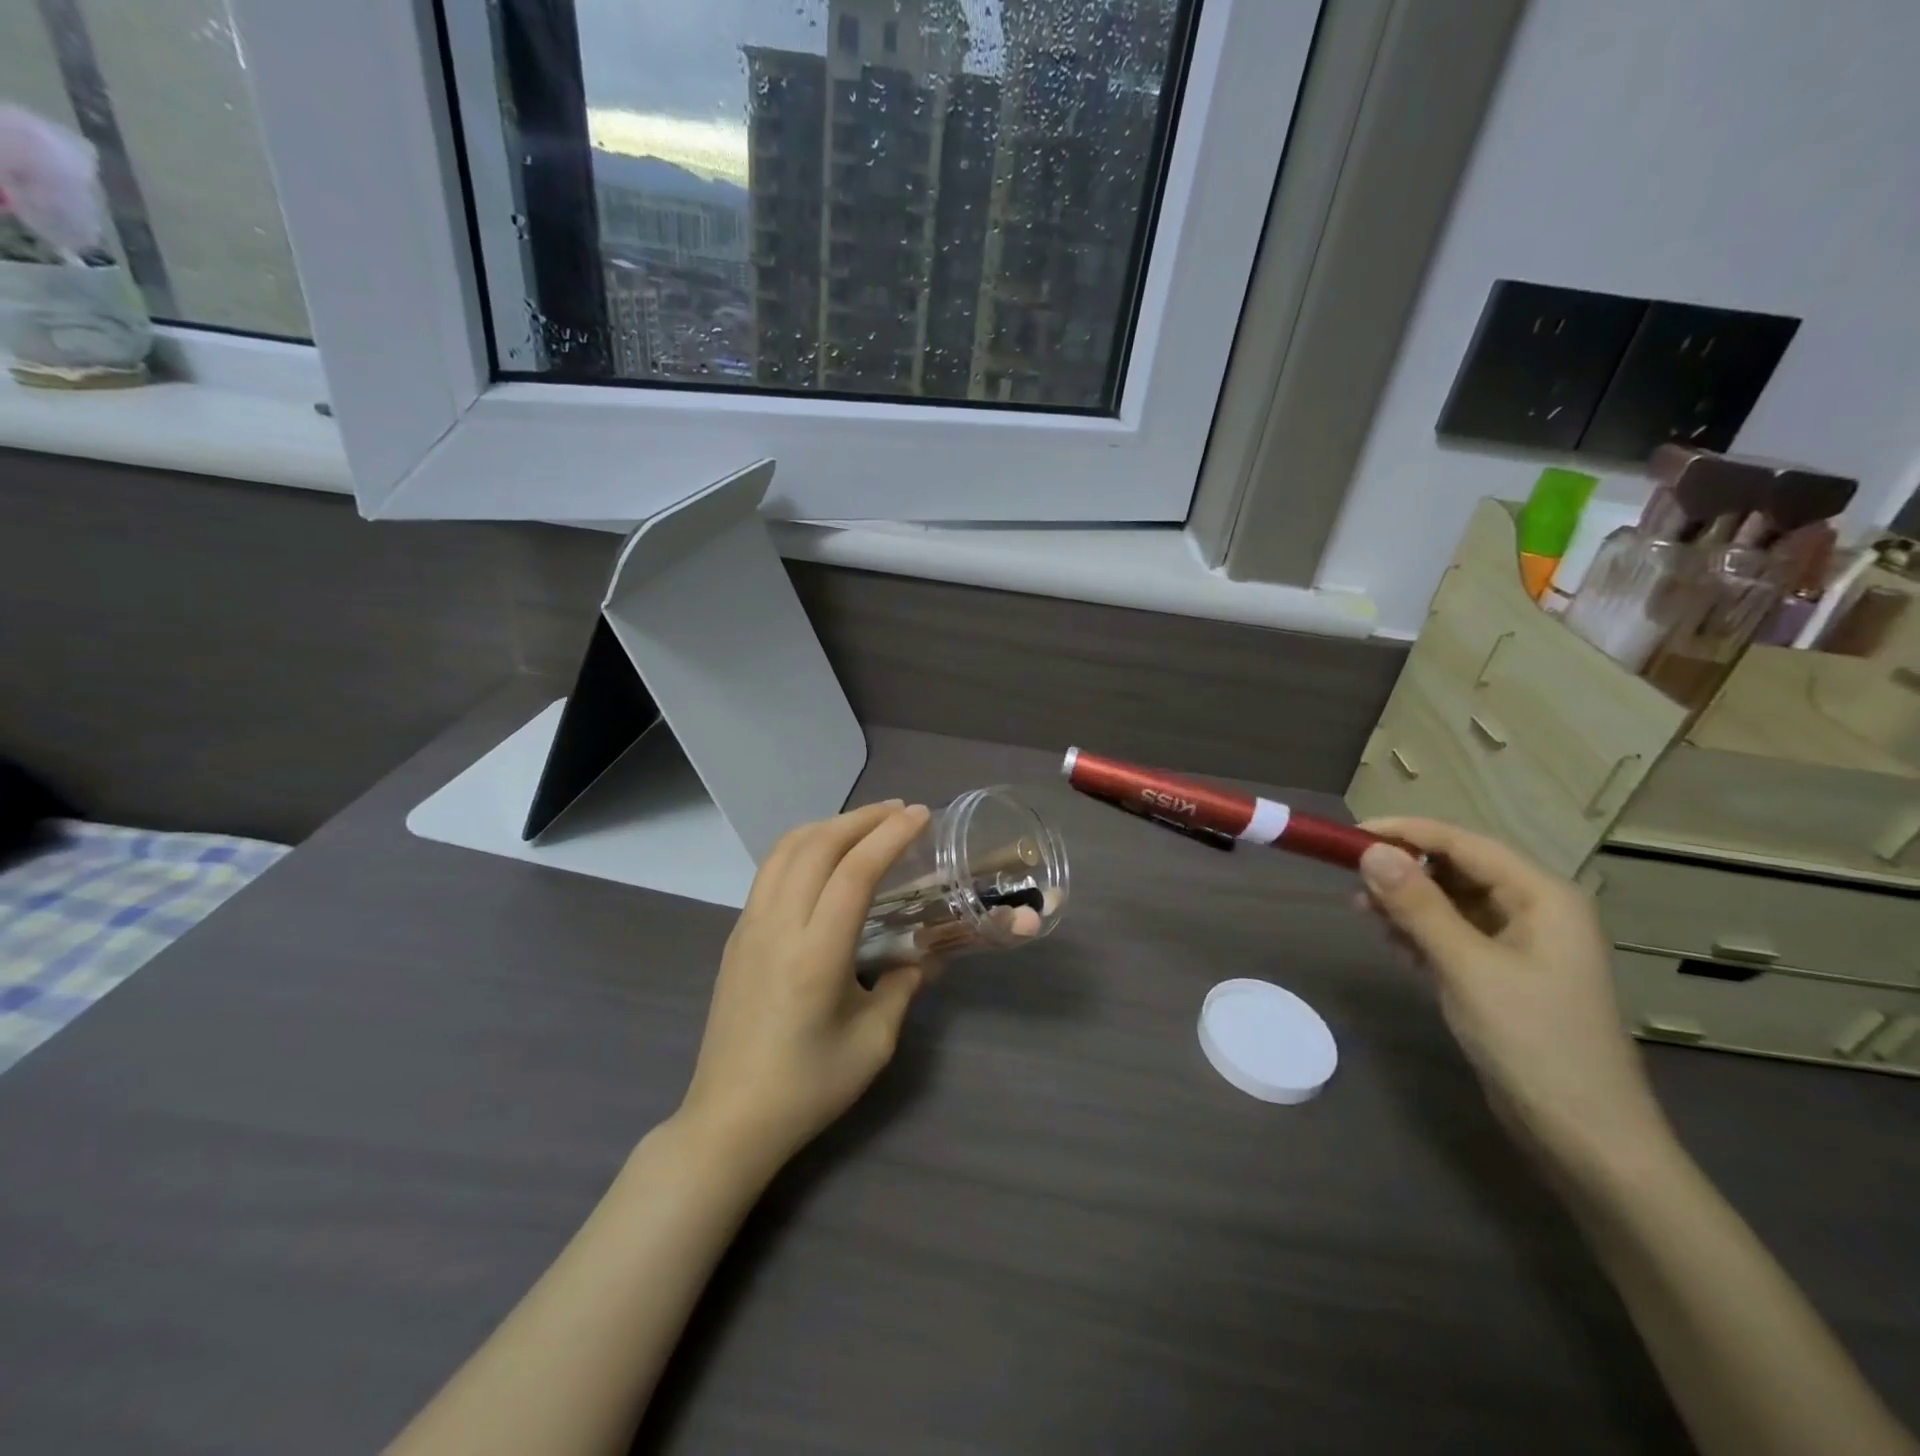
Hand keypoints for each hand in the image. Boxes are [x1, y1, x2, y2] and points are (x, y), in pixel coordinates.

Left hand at [677, 801, 932, 1176]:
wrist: (729, 1120)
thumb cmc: (807, 1088)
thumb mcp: (872, 1044)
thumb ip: (902, 989)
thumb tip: (922, 957)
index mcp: (816, 955)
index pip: (854, 873)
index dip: (889, 836)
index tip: (920, 816)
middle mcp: (777, 927)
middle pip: (817, 846)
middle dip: (861, 818)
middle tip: (899, 811)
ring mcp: (749, 927)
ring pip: (786, 850)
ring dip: (828, 826)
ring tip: (865, 823)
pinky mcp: (737, 936)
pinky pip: (770, 871)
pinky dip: (803, 846)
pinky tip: (825, 857)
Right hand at [1354, 817, 1672, 1179]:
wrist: (1585, 1137)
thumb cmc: (1533, 1042)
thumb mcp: (1468, 967)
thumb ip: (1418, 905)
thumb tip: (1370, 851)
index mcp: (1541, 897)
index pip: (1463, 843)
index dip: (1405, 833)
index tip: (1349, 836)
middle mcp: (1534, 910)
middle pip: (1456, 869)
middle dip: (1403, 872)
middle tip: (1352, 884)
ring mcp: (1520, 944)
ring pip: (1450, 902)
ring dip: (1407, 903)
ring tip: (1364, 915)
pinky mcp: (1503, 974)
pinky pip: (1453, 934)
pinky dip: (1420, 933)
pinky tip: (1393, 946)